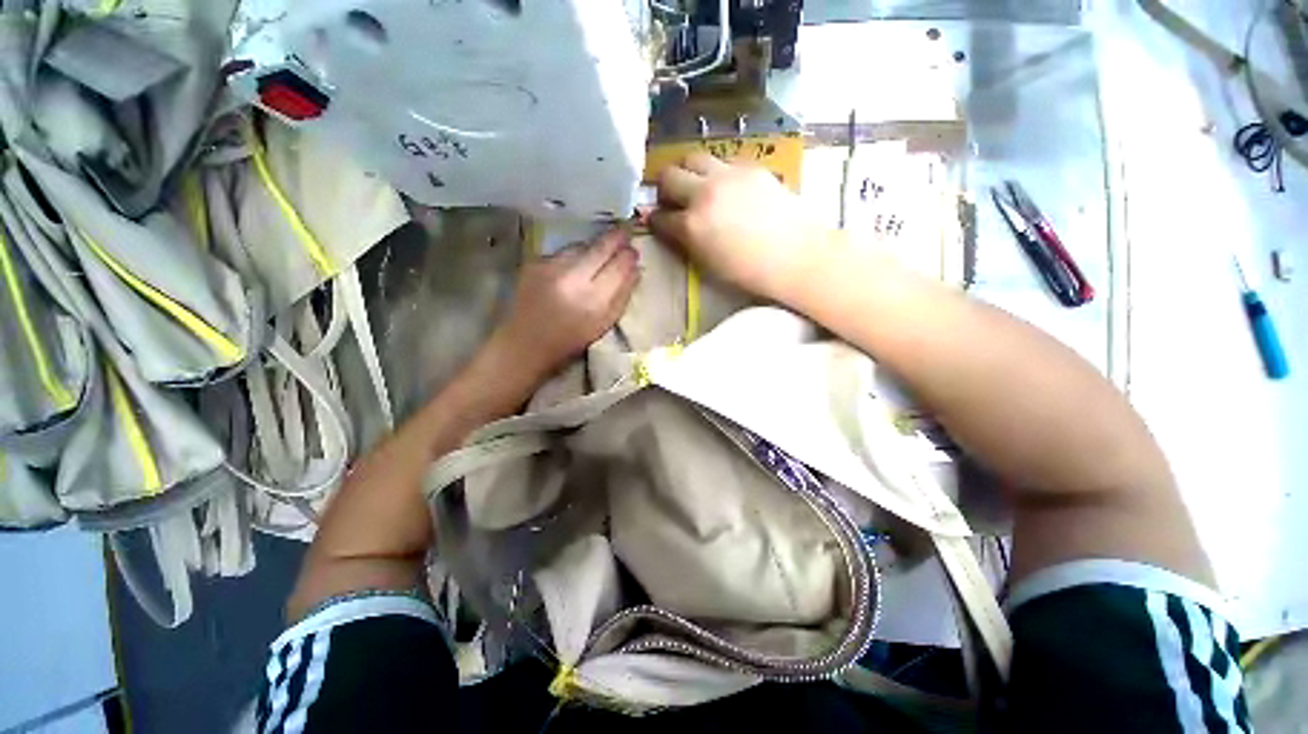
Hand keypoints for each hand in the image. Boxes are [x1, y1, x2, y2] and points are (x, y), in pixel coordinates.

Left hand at [488, 229, 639, 382]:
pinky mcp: (535, 262)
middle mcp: (573, 279)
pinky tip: (574, 266)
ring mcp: (552, 267)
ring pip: (581, 246)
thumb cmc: (570, 340)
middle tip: (625, 232)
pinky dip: (573, 256)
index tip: (634, 251)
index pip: (619, 266)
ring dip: (594, 247)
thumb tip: (636, 270)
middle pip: (601, 248)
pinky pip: (563, 252)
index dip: (629, 256)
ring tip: (601, 250)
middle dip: (616, 238)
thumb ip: (622, 296)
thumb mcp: (604, 324)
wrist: (525, 343)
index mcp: (594, 300)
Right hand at [647, 153, 828, 302]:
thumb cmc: (749, 272)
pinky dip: (715, 172)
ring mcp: (727, 176)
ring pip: (692, 158)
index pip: (660, 217)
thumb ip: (687, 242)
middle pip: (668, 175)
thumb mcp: (709, 264)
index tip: (658, 221)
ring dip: (687, 172)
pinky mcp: (749, 167)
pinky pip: (721, 161)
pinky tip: (725, 188)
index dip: (656, 220)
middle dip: (664, 188)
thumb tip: (676, 227)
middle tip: (672, 199)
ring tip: (696, 186)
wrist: (795, 255)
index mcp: (692, 226)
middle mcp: (704, 194)